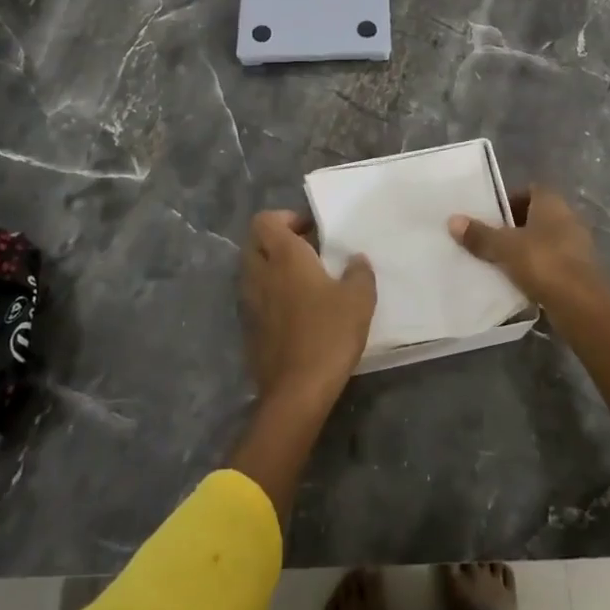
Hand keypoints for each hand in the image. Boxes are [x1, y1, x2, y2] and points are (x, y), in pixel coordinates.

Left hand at [241, 210, 376, 412]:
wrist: (297, 391)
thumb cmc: (329, 333)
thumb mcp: (359, 298)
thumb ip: (359, 272)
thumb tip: (356, 259)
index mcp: (284, 257)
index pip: (266, 220)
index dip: (286, 218)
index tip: (312, 231)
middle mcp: (260, 274)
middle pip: (255, 242)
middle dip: (277, 241)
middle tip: (308, 251)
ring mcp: (250, 303)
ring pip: (253, 271)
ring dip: (273, 268)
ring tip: (306, 281)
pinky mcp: (250, 329)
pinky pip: (256, 298)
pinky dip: (271, 295)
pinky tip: (298, 311)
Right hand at [447, 187, 607, 309]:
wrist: (582, 305)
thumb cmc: (543, 263)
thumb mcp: (505, 248)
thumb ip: (480, 235)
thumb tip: (452, 220)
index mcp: (552, 203)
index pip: (530, 190)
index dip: (509, 199)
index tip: (489, 214)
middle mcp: (568, 218)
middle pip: (535, 216)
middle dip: (513, 226)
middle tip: (488, 238)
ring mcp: (576, 245)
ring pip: (543, 241)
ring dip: (524, 249)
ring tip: (498, 261)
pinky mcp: (578, 271)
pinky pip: (550, 263)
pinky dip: (535, 268)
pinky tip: (517, 281)